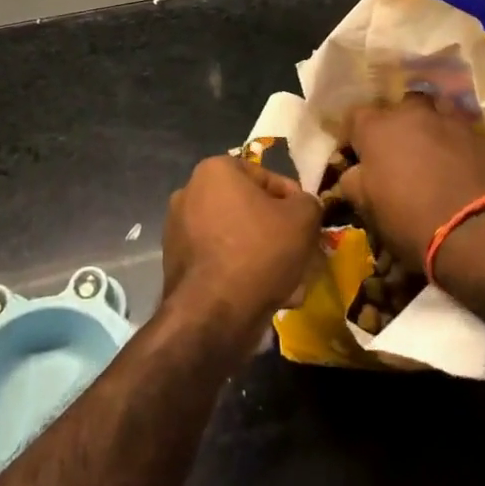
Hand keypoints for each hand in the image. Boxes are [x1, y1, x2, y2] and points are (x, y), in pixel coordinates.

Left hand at [160, 157, 319, 343]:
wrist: (213, 314)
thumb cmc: (259, 251)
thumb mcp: (303, 219)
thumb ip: (308, 203)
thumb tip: (303, 206)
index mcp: (215, 171)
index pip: (266, 178)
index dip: (294, 201)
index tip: (308, 225)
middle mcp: (190, 193)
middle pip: (250, 210)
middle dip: (278, 233)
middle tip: (301, 255)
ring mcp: (178, 230)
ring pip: (237, 239)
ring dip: (264, 257)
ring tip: (290, 283)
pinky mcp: (176, 265)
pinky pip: (220, 262)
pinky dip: (242, 274)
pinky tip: (267, 297)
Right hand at [337, 94, 484, 291]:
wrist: (482, 234)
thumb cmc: (412, 221)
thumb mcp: (368, 208)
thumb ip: (353, 181)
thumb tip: (353, 171)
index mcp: (378, 127)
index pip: (354, 116)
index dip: (353, 135)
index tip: (355, 155)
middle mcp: (413, 113)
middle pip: (399, 108)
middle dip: (396, 126)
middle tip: (398, 154)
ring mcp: (452, 121)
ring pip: (435, 114)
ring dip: (430, 130)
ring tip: (432, 156)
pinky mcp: (484, 136)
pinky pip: (463, 134)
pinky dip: (458, 146)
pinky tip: (462, 170)